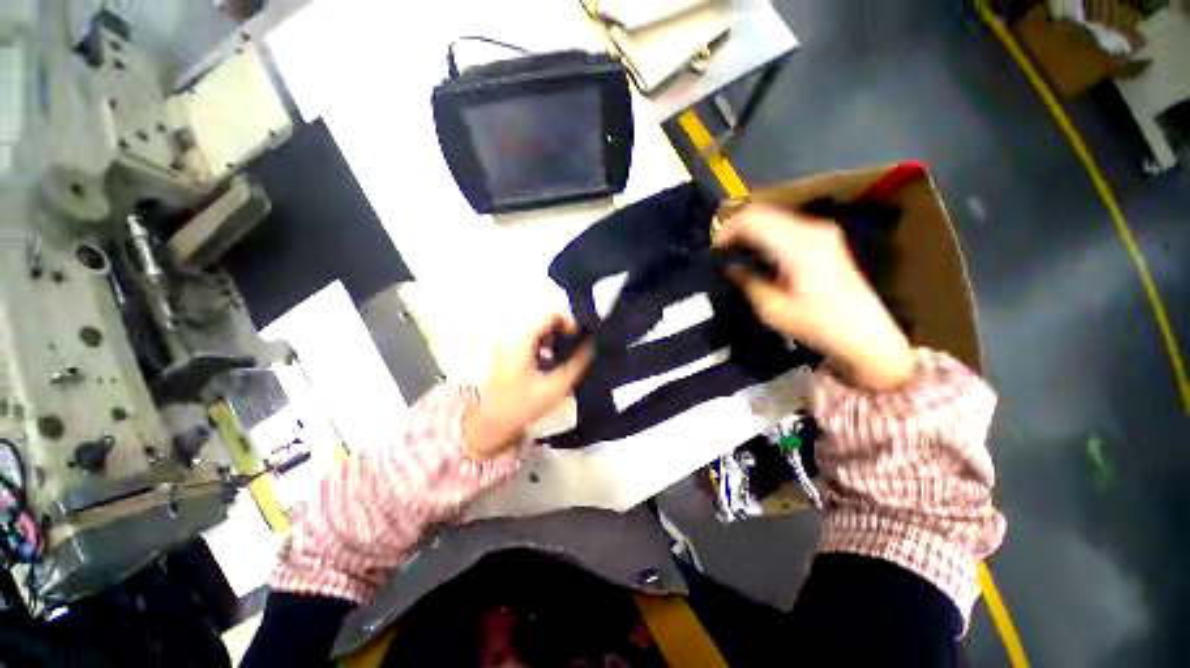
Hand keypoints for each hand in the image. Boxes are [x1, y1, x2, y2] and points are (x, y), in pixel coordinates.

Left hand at [463, 313, 593, 456]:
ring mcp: (507, 342)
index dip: (571, 321)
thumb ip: (578, 363)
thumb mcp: (556, 386)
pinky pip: (531, 337)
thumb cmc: (523, 405)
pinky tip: (553, 361)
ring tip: (567, 355)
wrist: (491, 423)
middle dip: (565, 330)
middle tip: (578, 347)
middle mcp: (512, 334)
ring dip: (556, 337)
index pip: (551, 313)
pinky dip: (546, 343)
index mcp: (522, 339)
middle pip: (544, 318)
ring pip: (538, 328)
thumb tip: (592, 345)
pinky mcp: (507, 350)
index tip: (581, 337)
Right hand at [714, 203, 913, 390]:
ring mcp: (822, 231)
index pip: (753, 220)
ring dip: (750, 227)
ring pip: (774, 215)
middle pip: (763, 211)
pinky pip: (786, 224)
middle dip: (736, 226)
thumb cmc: (816, 324)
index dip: (727, 230)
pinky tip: (757, 249)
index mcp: (797, 246)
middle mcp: (811, 229)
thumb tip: (731, 267)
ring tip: (733, 249)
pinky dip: (766, 231)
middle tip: (719, 248)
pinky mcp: (825, 237)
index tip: (713, 250)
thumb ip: (748, 282)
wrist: (865, 333)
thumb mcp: (772, 309)